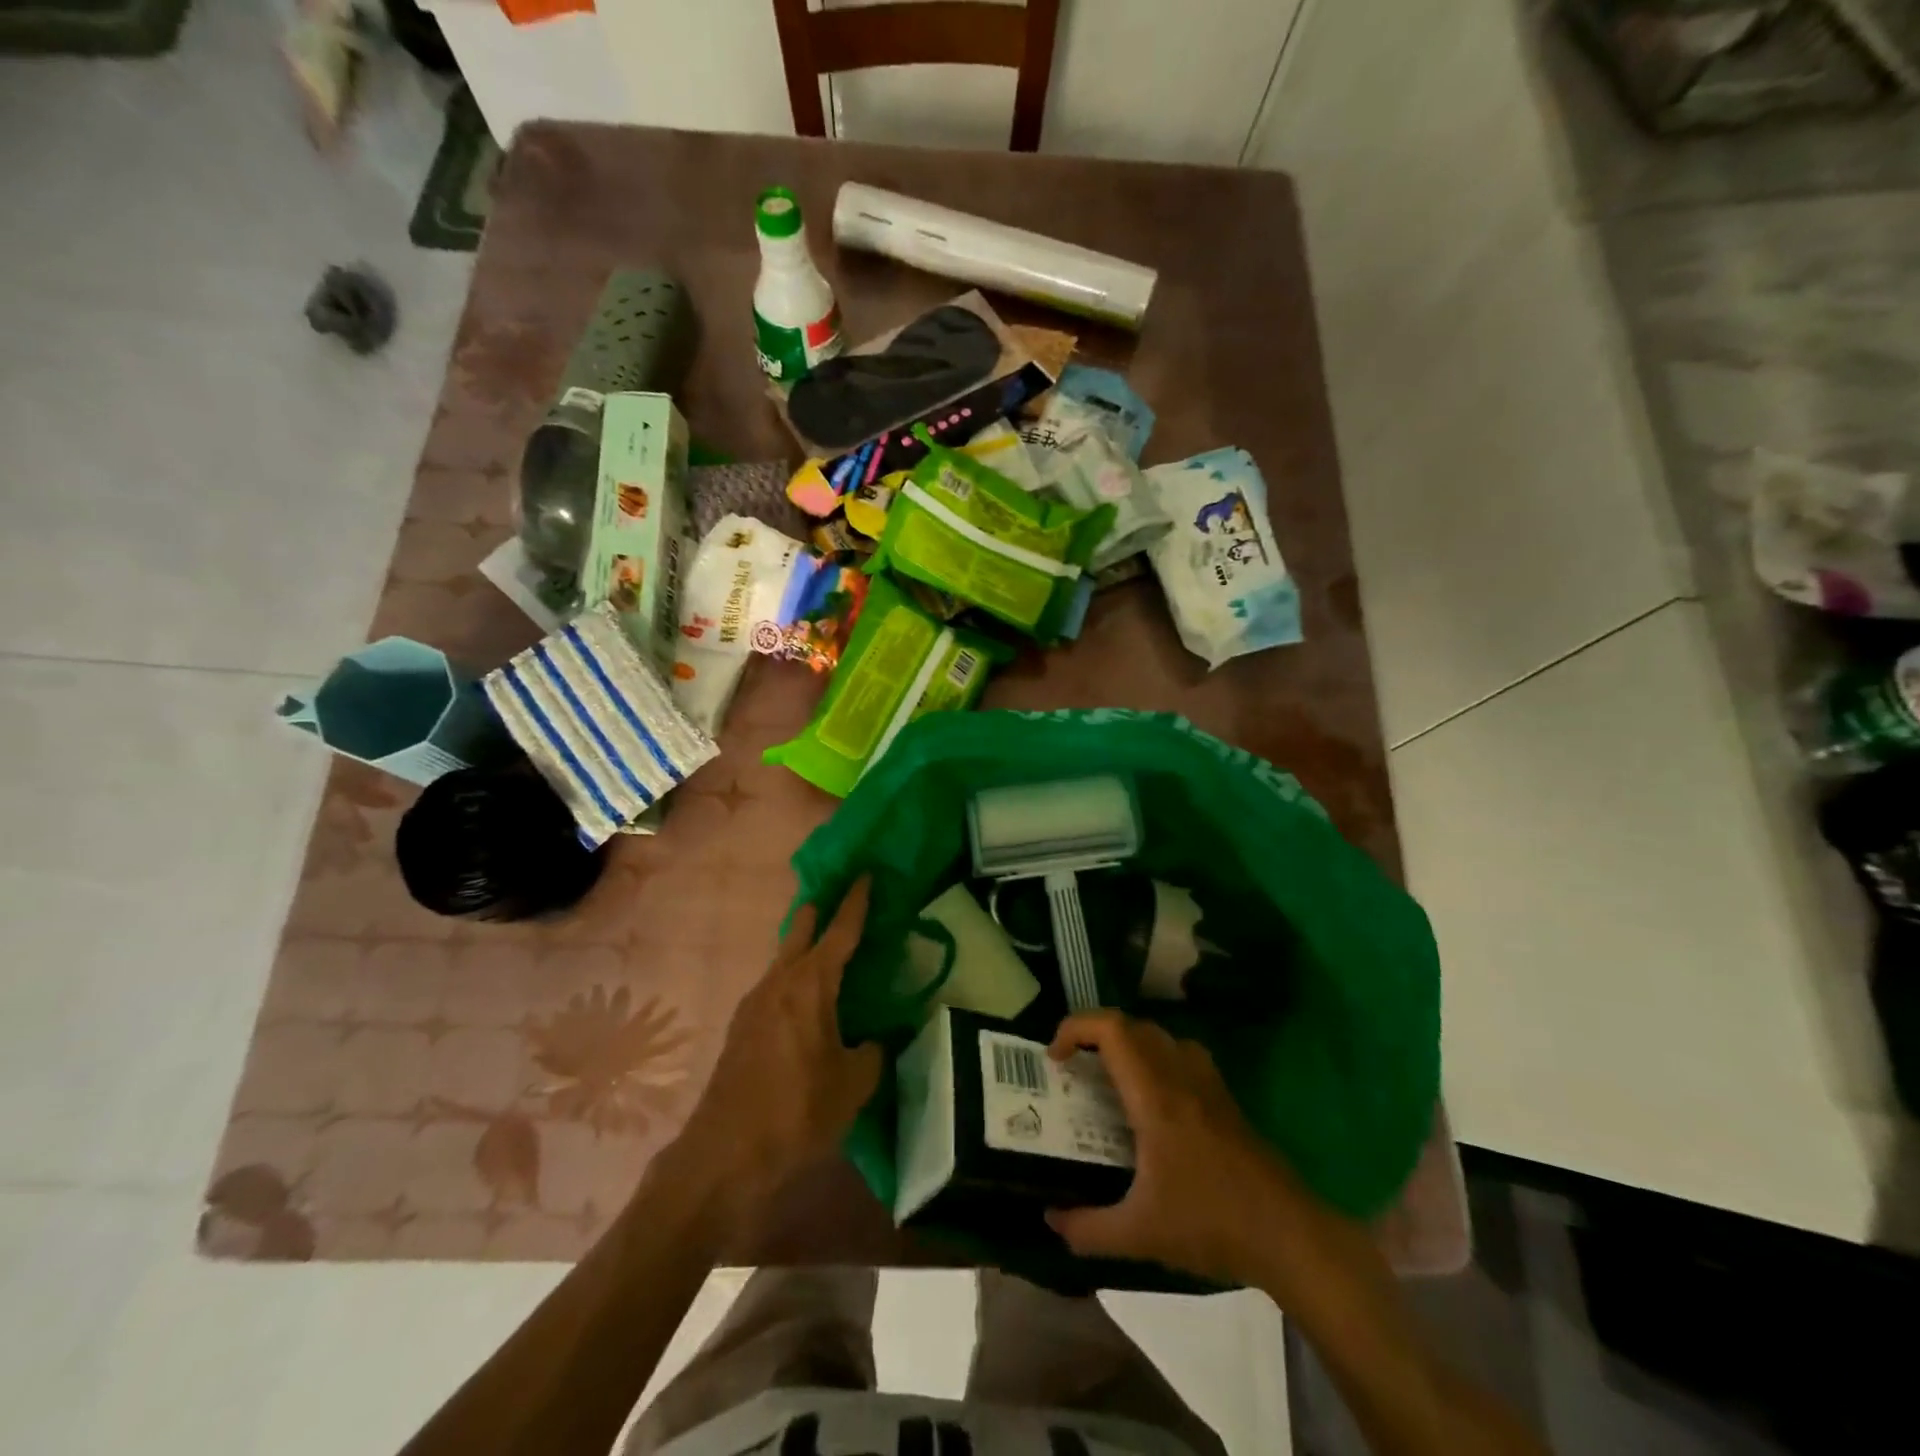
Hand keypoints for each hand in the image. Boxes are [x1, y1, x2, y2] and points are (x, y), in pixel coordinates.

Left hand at [678, 878, 883, 1205]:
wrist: (724, 1157)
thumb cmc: (797, 1112)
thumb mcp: (854, 1084)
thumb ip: (873, 1052)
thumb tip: (876, 1039)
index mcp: (810, 985)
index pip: (840, 930)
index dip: (856, 901)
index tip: (865, 873)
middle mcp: (779, 981)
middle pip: (801, 928)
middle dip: (822, 909)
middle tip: (843, 896)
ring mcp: (754, 1003)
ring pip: (784, 957)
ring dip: (805, 945)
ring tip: (831, 950)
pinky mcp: (741, 1028)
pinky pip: (774, 985)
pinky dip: (794, 977)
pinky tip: (807, 1000)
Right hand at [1045, 1009, 1325, 1287]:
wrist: (1288, 1235)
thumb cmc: (1210, 1224)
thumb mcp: (1140, 1234)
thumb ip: (1089, 1228)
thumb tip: (1051, 1219)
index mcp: (1154, 1095)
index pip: (1112, 1030)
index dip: (1076, 1028)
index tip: (1055, 1058)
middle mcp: (1180, 1075)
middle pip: (1132, 1025)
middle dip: (1095, 1035)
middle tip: (1075, 1068)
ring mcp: (1207, 1083)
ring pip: (1160, 1035)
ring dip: (1128, 1043)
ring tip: (1110, 1077)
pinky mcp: (1225, 1098)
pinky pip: (1182, 1054)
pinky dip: (1157, 1057)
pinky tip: (1154, 1099)